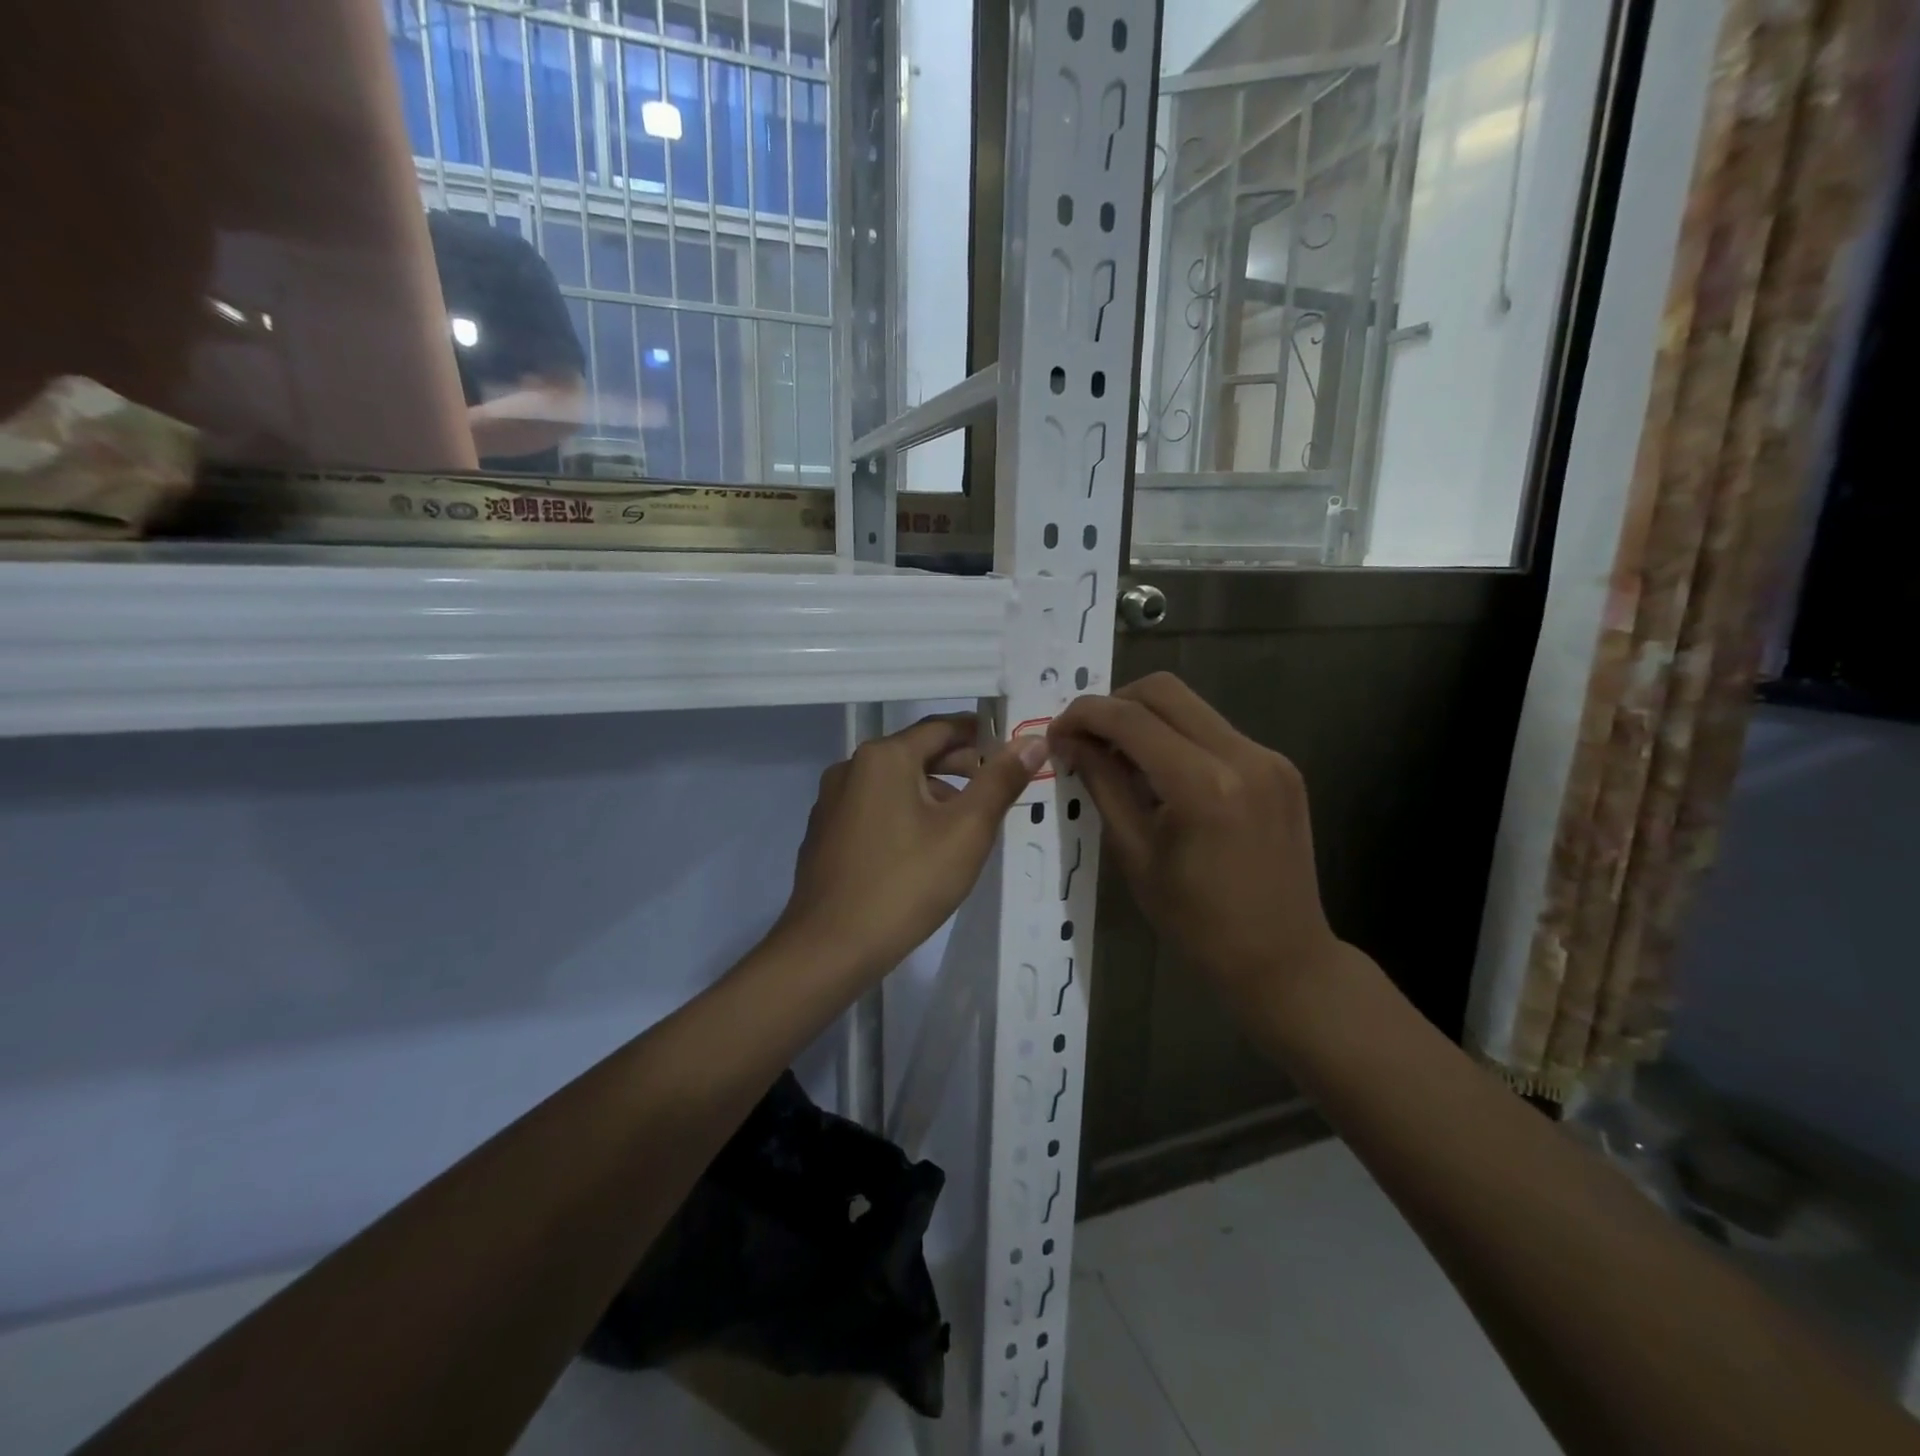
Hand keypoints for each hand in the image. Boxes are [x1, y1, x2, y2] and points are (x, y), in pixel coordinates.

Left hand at [776, 715, 1047, 980]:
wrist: (829, 948)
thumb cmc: (906, 883)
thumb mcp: (966, 831)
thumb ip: (1001, 781)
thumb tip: (1033, 741)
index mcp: (884, 757)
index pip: (942, 727)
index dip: (981, 734)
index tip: (1012, 748)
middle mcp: (851, 768)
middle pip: (916, 754)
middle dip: (960, 767)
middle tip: (998, 788)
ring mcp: (832, 802)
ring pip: (894, 784)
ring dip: (933, 793)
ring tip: (966, 824)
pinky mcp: (825, 833)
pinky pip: (873, 809)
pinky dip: (903, 814)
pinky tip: (922, 849)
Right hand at [1049, 674, 1347, 1018]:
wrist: (1282, 959)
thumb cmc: (1197, 922)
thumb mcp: (1134, 854)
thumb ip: (1102, 785)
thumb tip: (1069, 741)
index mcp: (1203, 785)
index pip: (1130, 718)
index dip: (1084, 715)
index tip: (1056, 733)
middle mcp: (1242, 755)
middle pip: (1164, 690)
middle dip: (1114, 703)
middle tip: (1087, 739)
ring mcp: (1269, 757)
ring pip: (1192, 706)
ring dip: (1146, 719)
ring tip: (1120, 758)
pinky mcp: (1281, 767)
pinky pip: (1216, 731)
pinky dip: (1179, 739)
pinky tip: (1164, 776)